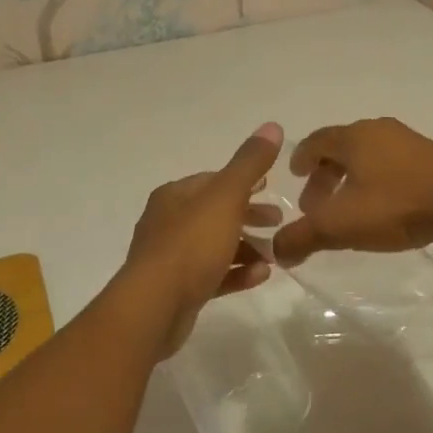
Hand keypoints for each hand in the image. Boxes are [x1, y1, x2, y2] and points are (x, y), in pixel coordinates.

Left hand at [119, 122, 284, 354]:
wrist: (154, 307)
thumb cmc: (191, 244)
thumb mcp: (226, 197)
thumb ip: (249, 163)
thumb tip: (272, 126)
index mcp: (175, 195)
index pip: (213, 180)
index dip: (244, 181)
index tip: (271, 187)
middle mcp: (168, 222)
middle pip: (215, 213)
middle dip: (248, 215)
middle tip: (278, 221)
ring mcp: (170, 258)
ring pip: (215, 245)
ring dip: (246, 247)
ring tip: (275, 254)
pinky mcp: (177, 290)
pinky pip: (213, 275)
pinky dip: (237, 273)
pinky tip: (261, 276)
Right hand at [270, 118, 432, 266]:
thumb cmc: (396, 206)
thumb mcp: (339, 227)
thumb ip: (302, 237)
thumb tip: (276, 251)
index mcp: (353, 137)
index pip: (316, 141)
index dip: (301, 158)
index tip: (295, 176)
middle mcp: (379, 130)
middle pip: (341, 148)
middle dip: (325, 175)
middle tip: (317, 205)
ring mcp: (410, 141)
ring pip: (369, 155)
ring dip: (352, 178)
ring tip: (350, 209)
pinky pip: (393, 163)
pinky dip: (378, 180)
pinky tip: (384, 207)